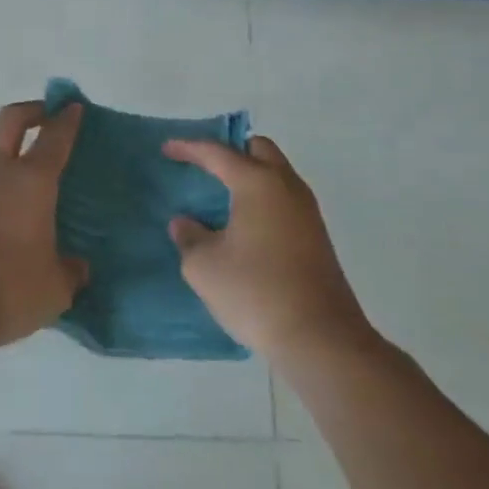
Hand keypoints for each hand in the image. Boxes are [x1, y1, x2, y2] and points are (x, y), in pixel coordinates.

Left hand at [0, 101, 88, 352]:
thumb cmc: (9, 286)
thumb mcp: (56, 287)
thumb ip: (71, 271)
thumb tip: (76, 266)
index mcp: (32, 181)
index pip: (53, 137)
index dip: (67, 119)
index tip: (75, 107)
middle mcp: (0, 175)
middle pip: (11, 121)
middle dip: (33, 111)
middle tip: (51, 118)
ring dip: (18, 162)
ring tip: (44, 192)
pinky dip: (6, 194)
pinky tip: (21, 224)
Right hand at [162, 135, 377, 363]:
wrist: (321, 340)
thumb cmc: (256, 292)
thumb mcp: (204, 267)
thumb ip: (189, 237)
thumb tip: (186, 224)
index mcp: (257, 183)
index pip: (218, 152)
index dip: (189, 148)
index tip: (167, 148)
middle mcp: (286, 187)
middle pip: (259, 149)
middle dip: (230, 150)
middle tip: (204, 165)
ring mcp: (307, 212)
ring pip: (276, 174)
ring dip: (249, 175)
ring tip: (220, 194)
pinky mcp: (316, 237)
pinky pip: (284, 199)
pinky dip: (261, 198)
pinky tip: (243, 224)